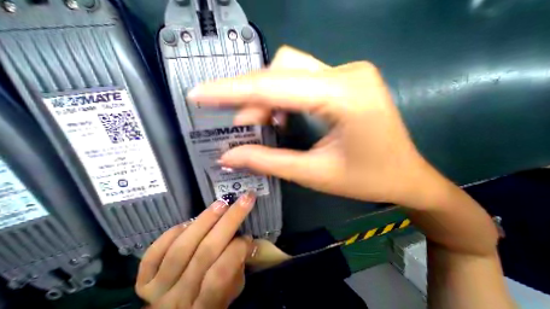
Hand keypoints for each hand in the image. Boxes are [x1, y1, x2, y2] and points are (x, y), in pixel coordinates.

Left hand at [137, 193, 258, 308]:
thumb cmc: (213, 296)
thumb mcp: (232, 289)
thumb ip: (239, 266)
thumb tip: (249, 240)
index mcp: (206, 305)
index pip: (220, 275)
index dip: (237, 250)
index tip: (248, 234)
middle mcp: (179, 299)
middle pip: (205, 253)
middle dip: (229, 220)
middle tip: (244, 200)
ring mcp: (158, 288)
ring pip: (181, 248)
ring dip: (205, 220)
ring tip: (221, 204)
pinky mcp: (144, 279)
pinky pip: (155, 252)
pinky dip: (174, 232)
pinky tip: (191, 222)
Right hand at [190, 46, 440, 209]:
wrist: (406, 176)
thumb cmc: (366, 180)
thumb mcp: (313, 174)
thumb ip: (268, 161)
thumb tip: (228, 157)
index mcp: (343, 95)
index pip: (272, 86)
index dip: (231, 90)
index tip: (198, 93)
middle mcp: (345, 73)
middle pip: (279, 72)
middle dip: (251, 98)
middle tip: (241, 127)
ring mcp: (347, 73)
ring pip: (288, 72)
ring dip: (267, 99)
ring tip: (264, 126)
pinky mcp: (345, 81)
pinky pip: (302, 79)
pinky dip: (283, 98)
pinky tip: (284, 118)